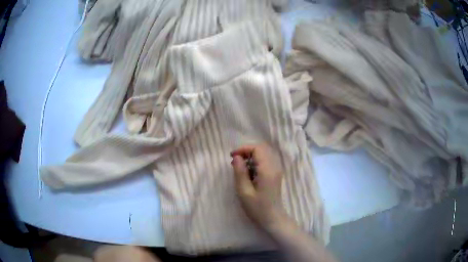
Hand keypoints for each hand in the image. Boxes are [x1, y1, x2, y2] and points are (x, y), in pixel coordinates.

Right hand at [231, 143, 285, 232]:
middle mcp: (275, 167)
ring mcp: (277, 170)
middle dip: (247, 151)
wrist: (272, 218)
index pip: (257, 149)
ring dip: (251, 156)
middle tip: (235, 161)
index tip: (232, 156)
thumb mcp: (244, 191)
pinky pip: (266, 161)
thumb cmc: (257, 208)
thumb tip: (237, 157)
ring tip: (240, 167)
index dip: (244, 149)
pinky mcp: (276, 174)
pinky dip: (256, 161)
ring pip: (264, 154)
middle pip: (262, 149)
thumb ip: (240, 172)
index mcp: (267, 170)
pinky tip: (248, 172)